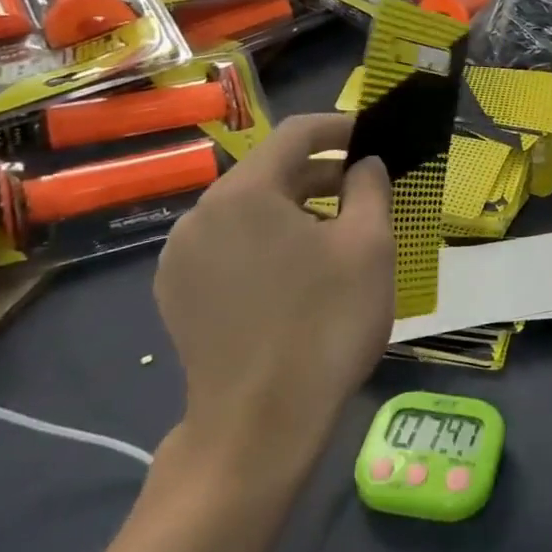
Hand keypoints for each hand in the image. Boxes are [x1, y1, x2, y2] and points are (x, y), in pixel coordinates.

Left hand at [154, 114, 391, 475]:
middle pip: (269, 172)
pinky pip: (229, 246)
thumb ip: (370, 188)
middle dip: (322, 174)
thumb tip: (364, 164)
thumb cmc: (326, 324)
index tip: (375, 137)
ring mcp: (180, 258)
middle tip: (367, 190)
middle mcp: (200, 214)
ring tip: (338, 234)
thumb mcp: (369, 246)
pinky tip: (299, 274)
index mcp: (244, 193)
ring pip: (248, 211)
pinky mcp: (177, 295)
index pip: (297, 133)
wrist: (261, 424)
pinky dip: (267, 242)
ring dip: (296, 209)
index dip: (341, 127)